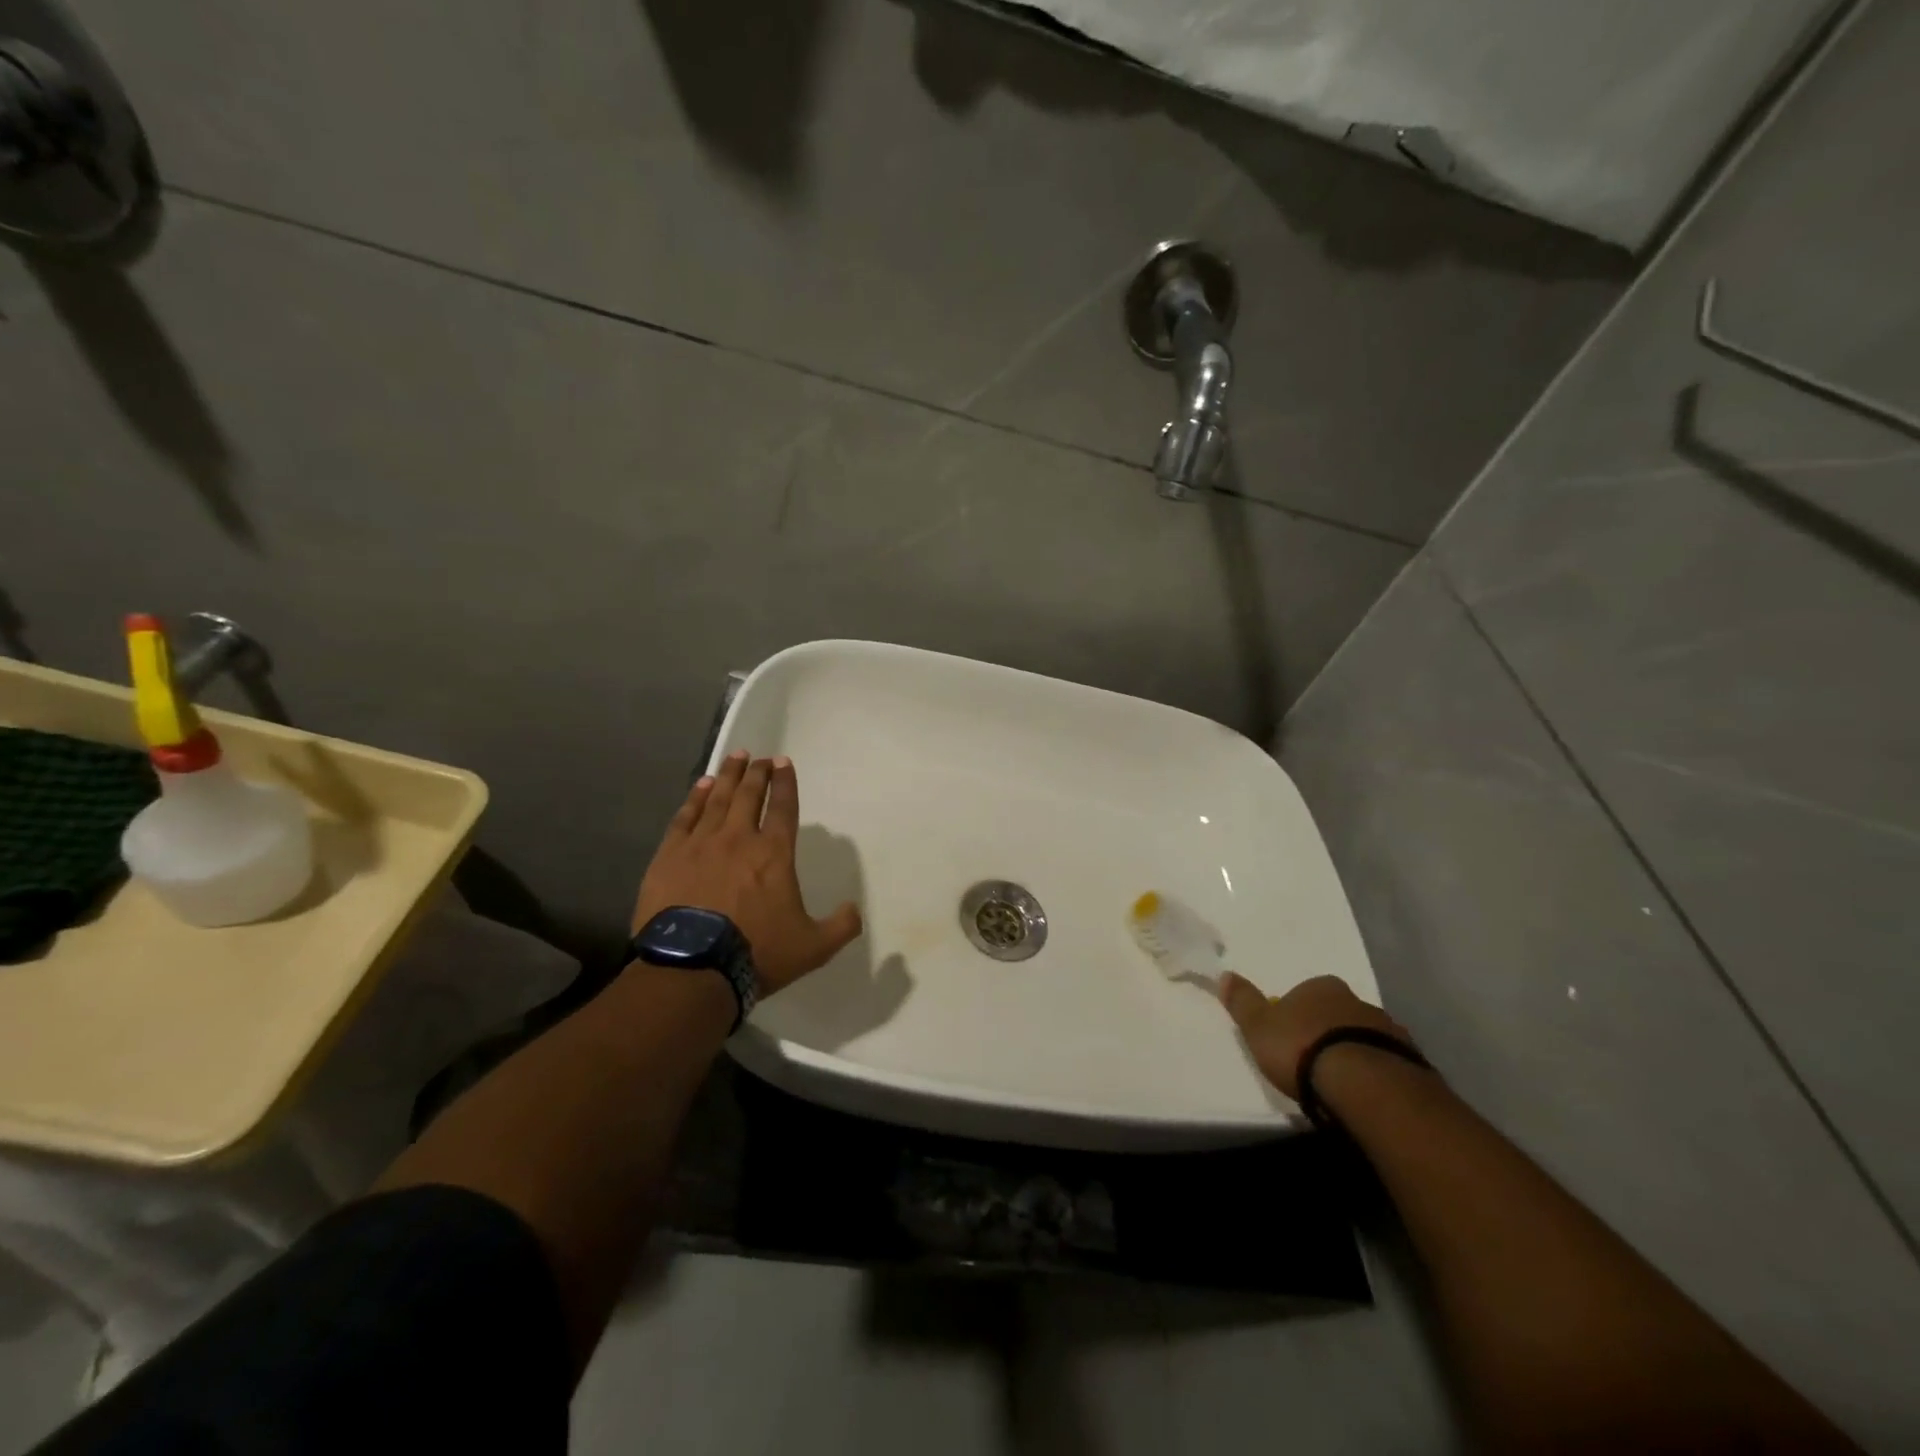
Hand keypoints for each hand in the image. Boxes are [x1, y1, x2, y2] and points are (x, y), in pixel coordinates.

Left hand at [633, 752, 862, 994]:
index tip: (784, 762)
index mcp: (774, 853)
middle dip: (757, 773)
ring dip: (729, 776)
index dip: (785, 783)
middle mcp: (738, 838)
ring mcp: (700, 844)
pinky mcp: (669, 856)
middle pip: (749, 795)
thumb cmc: (756, 953)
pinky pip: (685, 817)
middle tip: (760, 758)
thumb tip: (855, 910)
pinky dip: (694, 798)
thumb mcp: (813, 947)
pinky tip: (701, 786)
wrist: (692, 968)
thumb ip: (840, 926)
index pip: (783, 807)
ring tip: (735, 758)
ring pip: (717, 799)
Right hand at [1217, 973, 1413, 1099]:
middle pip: (1338, 1013)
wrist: (1365, 1085)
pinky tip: (1366, 1094)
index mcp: (1322, 987)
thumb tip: (1225, 974)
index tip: (1289, 1036)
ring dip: (1354, 1052)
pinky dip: (1376, 1074)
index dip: (1296, 1013)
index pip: (1306, 992)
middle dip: (1328, 1031)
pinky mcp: (1413, 1063)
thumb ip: (1243, 1002)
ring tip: (1340, 1083)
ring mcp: (1389, 1031)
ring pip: (1365, 1037)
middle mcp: (1358, 1001)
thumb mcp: (1259, 1026)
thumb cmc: (1302, 1049)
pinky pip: (1388, 1063)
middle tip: (1313, 1059)